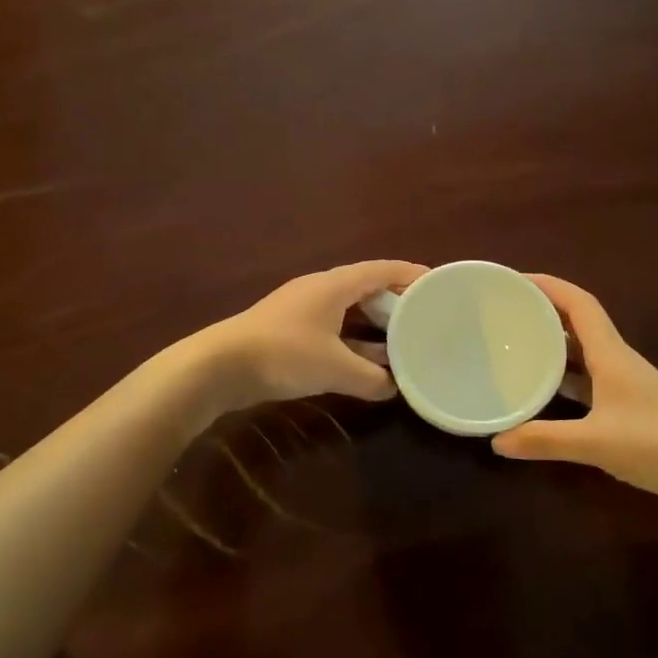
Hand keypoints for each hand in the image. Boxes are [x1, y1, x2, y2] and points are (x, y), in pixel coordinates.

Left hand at [203, 260, 427, 409]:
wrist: (220, 366)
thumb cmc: (284, 354)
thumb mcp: (335, 368)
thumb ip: (370, 379)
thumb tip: (394, 388)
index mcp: (334, 285)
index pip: (382, 269)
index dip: (410, 274)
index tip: (437, 284)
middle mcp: (320, 290)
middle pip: (366, 288)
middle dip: (395, 303)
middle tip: (424, 318)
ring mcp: (302, 310)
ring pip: (348, 312)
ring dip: (373, 327)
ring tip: (403, 343)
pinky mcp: (289, 332)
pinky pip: (333, 329)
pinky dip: (353, 342)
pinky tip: (366, 365)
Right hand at [491, 275, 657, 520]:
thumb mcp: (596, 442)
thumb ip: (545, 440)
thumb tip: (497, 441)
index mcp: (611, 353)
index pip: (579, 304)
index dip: (548, 286)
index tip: (514, 281)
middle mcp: (617, 361)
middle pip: (577, 324)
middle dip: (543, 313)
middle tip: (504, 314)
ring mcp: (624, 385)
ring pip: (582, 353)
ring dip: (553, 345)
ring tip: (516, 346)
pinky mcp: (628, 408)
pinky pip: (588, 381)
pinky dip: (564, 380)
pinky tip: (544, 392)